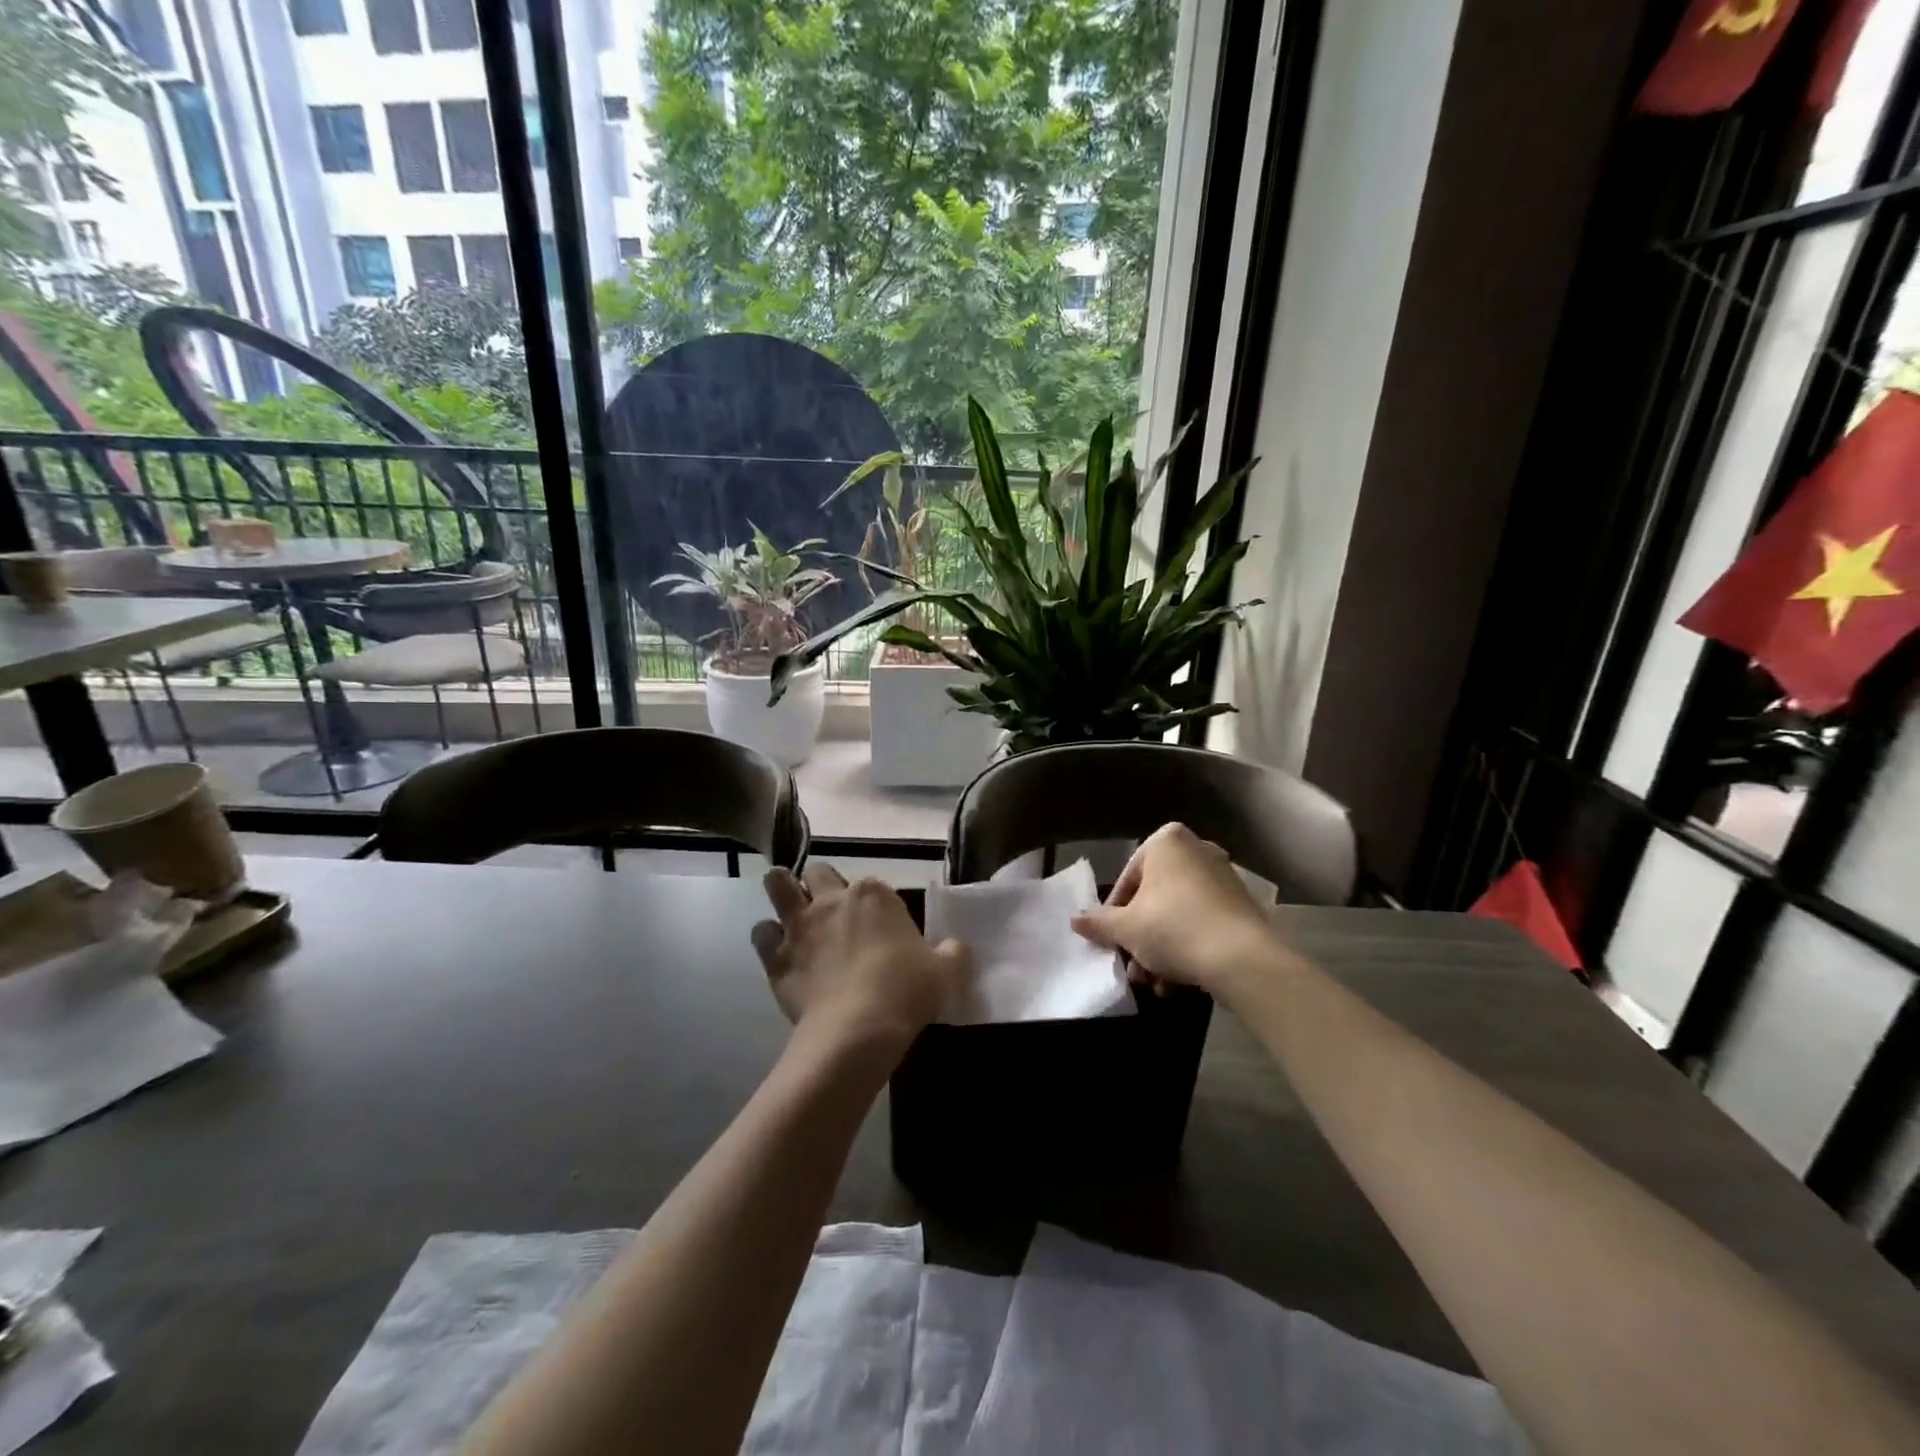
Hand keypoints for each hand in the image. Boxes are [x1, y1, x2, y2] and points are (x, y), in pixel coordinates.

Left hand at [752, 864, 969, 1052]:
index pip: (871, 884)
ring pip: (777, 885)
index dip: (874, 902)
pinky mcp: (775, 957)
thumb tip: (956, 948)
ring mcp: (799, 926)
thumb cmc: (906, 991)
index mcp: (874, 895)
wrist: (858, 1029)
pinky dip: (767, 938)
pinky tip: (778, 951)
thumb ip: (952, 954)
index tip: (880, 924)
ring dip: (782, 891)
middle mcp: (832, 900)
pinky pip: (761, 934)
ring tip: (790, 909)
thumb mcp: (945, 972)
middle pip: (818, 872)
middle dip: (821, 882)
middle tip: (830, 907)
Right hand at [1071, 823, 1287, 1000]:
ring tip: (1154, 983)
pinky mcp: (1242, 905)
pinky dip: (1187, 947)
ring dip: (1161, 949)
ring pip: (1178, 913)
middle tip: (1132, 967)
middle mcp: (1197, 850)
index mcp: (1166, 842)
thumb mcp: (1126, 928)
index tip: (1110, 942)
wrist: (1243, 959)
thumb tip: (1074, 920)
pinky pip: (1203, 922)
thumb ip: (1098, 922)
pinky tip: (1178, 982)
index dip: (1113, 914)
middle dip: (1140, 937)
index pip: (1127, 879)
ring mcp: (1223, 876)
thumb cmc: (1173, 928)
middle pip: (1154, 898)